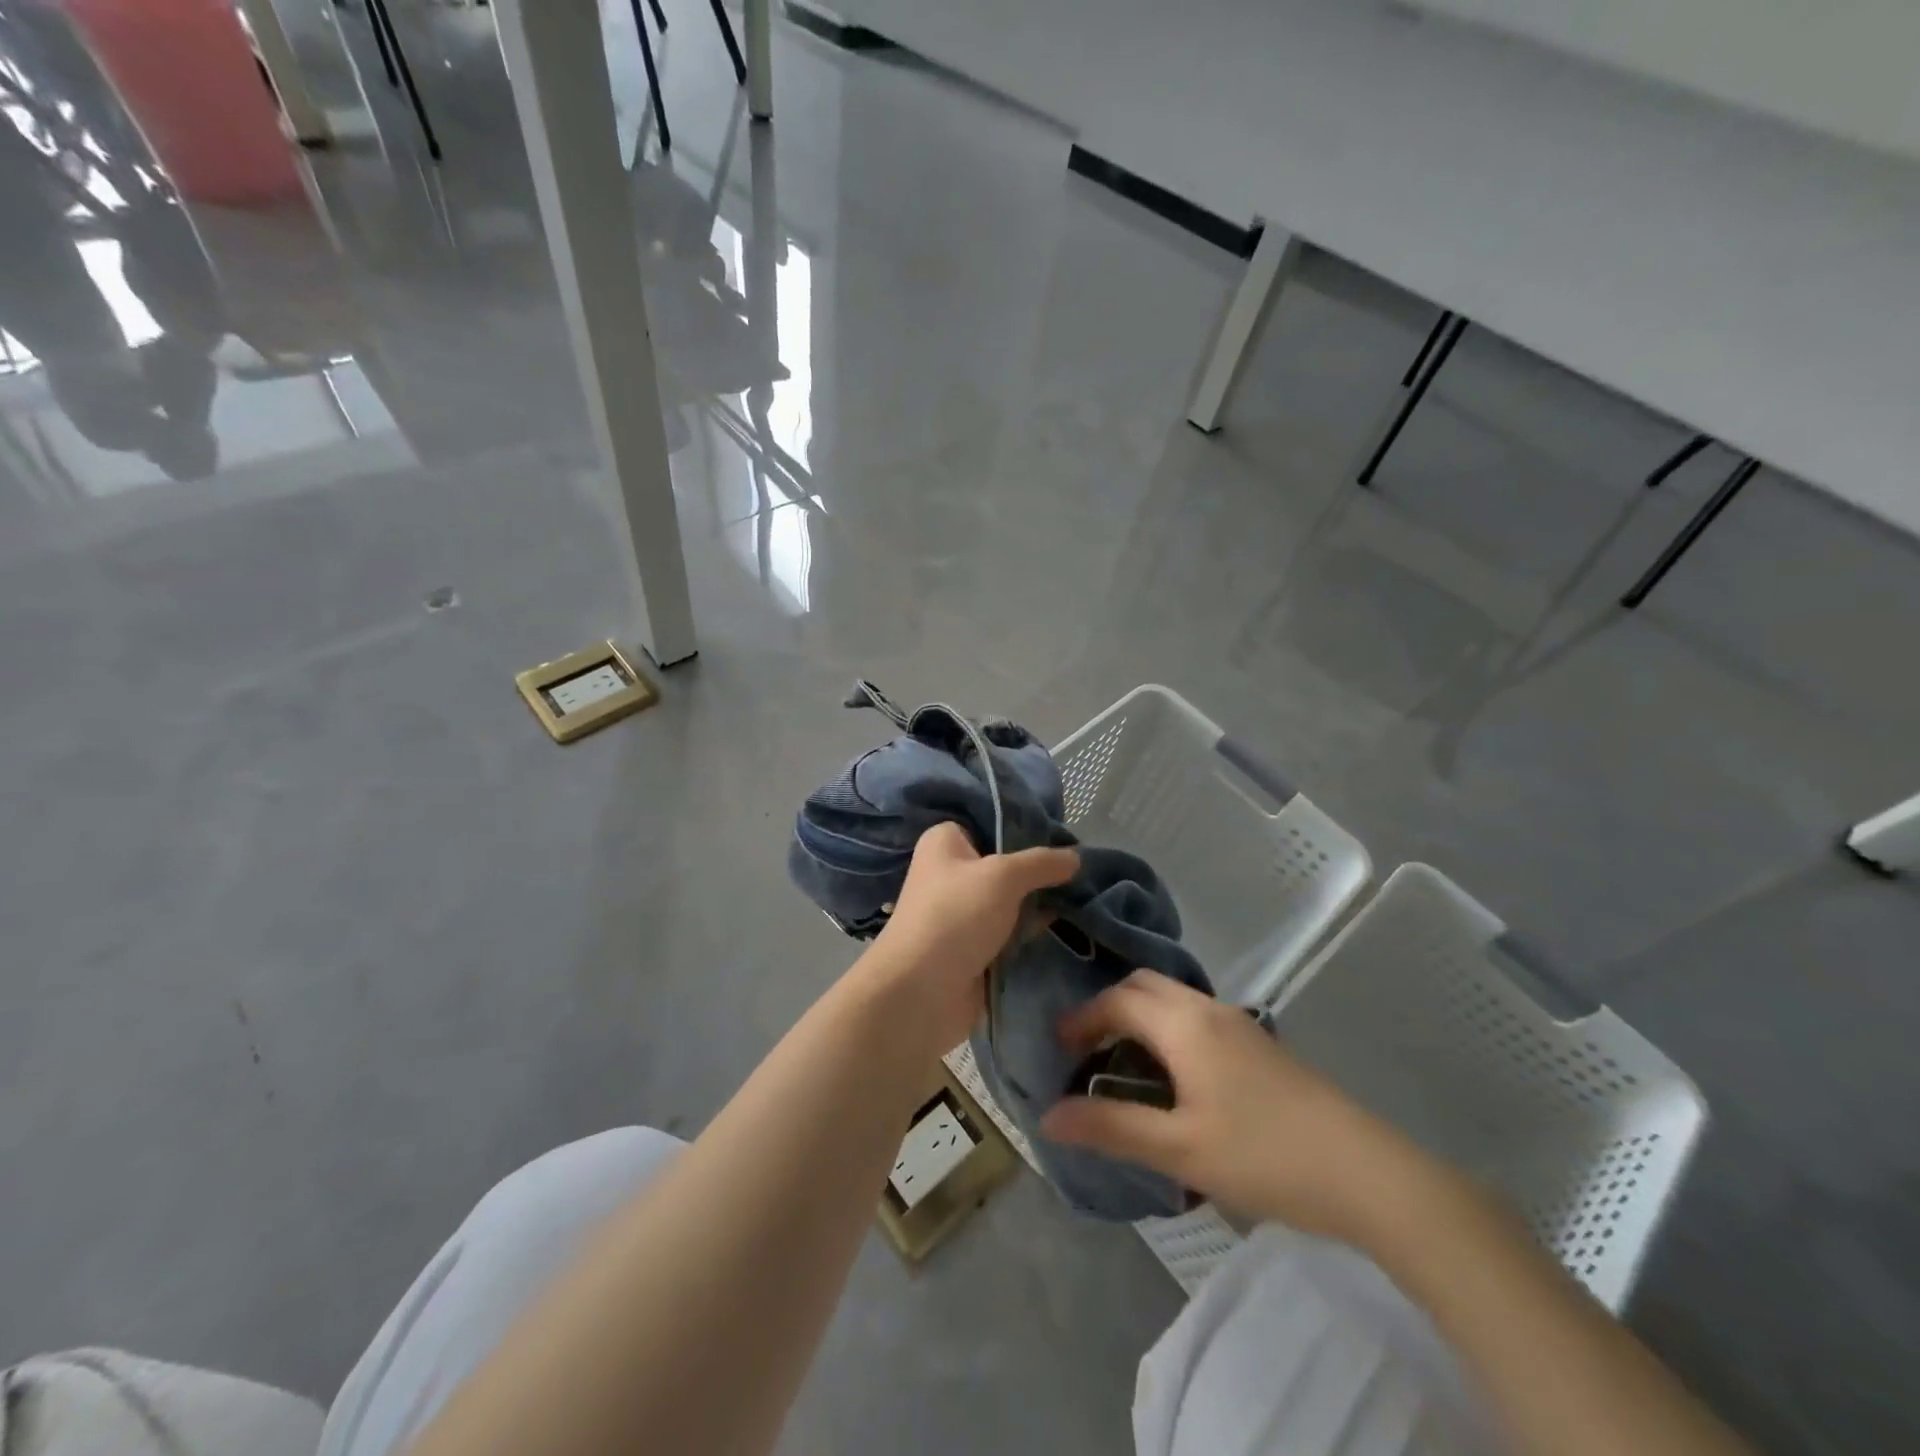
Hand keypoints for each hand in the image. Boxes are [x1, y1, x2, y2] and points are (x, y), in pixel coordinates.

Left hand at [863, 823, 1078, 1057]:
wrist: (921, 992)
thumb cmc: (955, 916)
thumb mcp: (1003, 876)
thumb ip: (1041, 863)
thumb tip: (1076, 856)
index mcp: (945, 841)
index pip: (992, 822)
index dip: (1028, 828)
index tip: (1067, 838)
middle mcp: (950, 872)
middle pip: (1004, 863)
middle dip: (1039, 870)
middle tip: (1082, 870)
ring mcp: (961, 912)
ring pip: (1009, 900)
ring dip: (1038, 903)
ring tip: (1085, 897)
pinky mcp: (972, 946)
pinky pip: (1009, 931)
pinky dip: (1031, 931)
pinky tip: (1068, 926)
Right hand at [1041, 970, 1437, 1241]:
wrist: (1367, 1173)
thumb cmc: (1264, 1156)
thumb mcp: (1180, 1149)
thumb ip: (1112, 1128)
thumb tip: (1048, 1116)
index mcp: (1184, 1024)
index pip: (1117, 1000)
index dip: (1081, 1018)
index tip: (1056, 1048)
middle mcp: (1208, 1009)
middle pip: (1144, 985)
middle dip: (1108, 1008)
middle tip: (1085, 1050)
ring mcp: (1239, 1023)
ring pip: (1173, 998)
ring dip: (1139, 1016)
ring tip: (1121, 1062)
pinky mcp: (1259, 1044)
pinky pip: (1195, 1016)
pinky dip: (1166, 1028)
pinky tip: (1172, 1074)